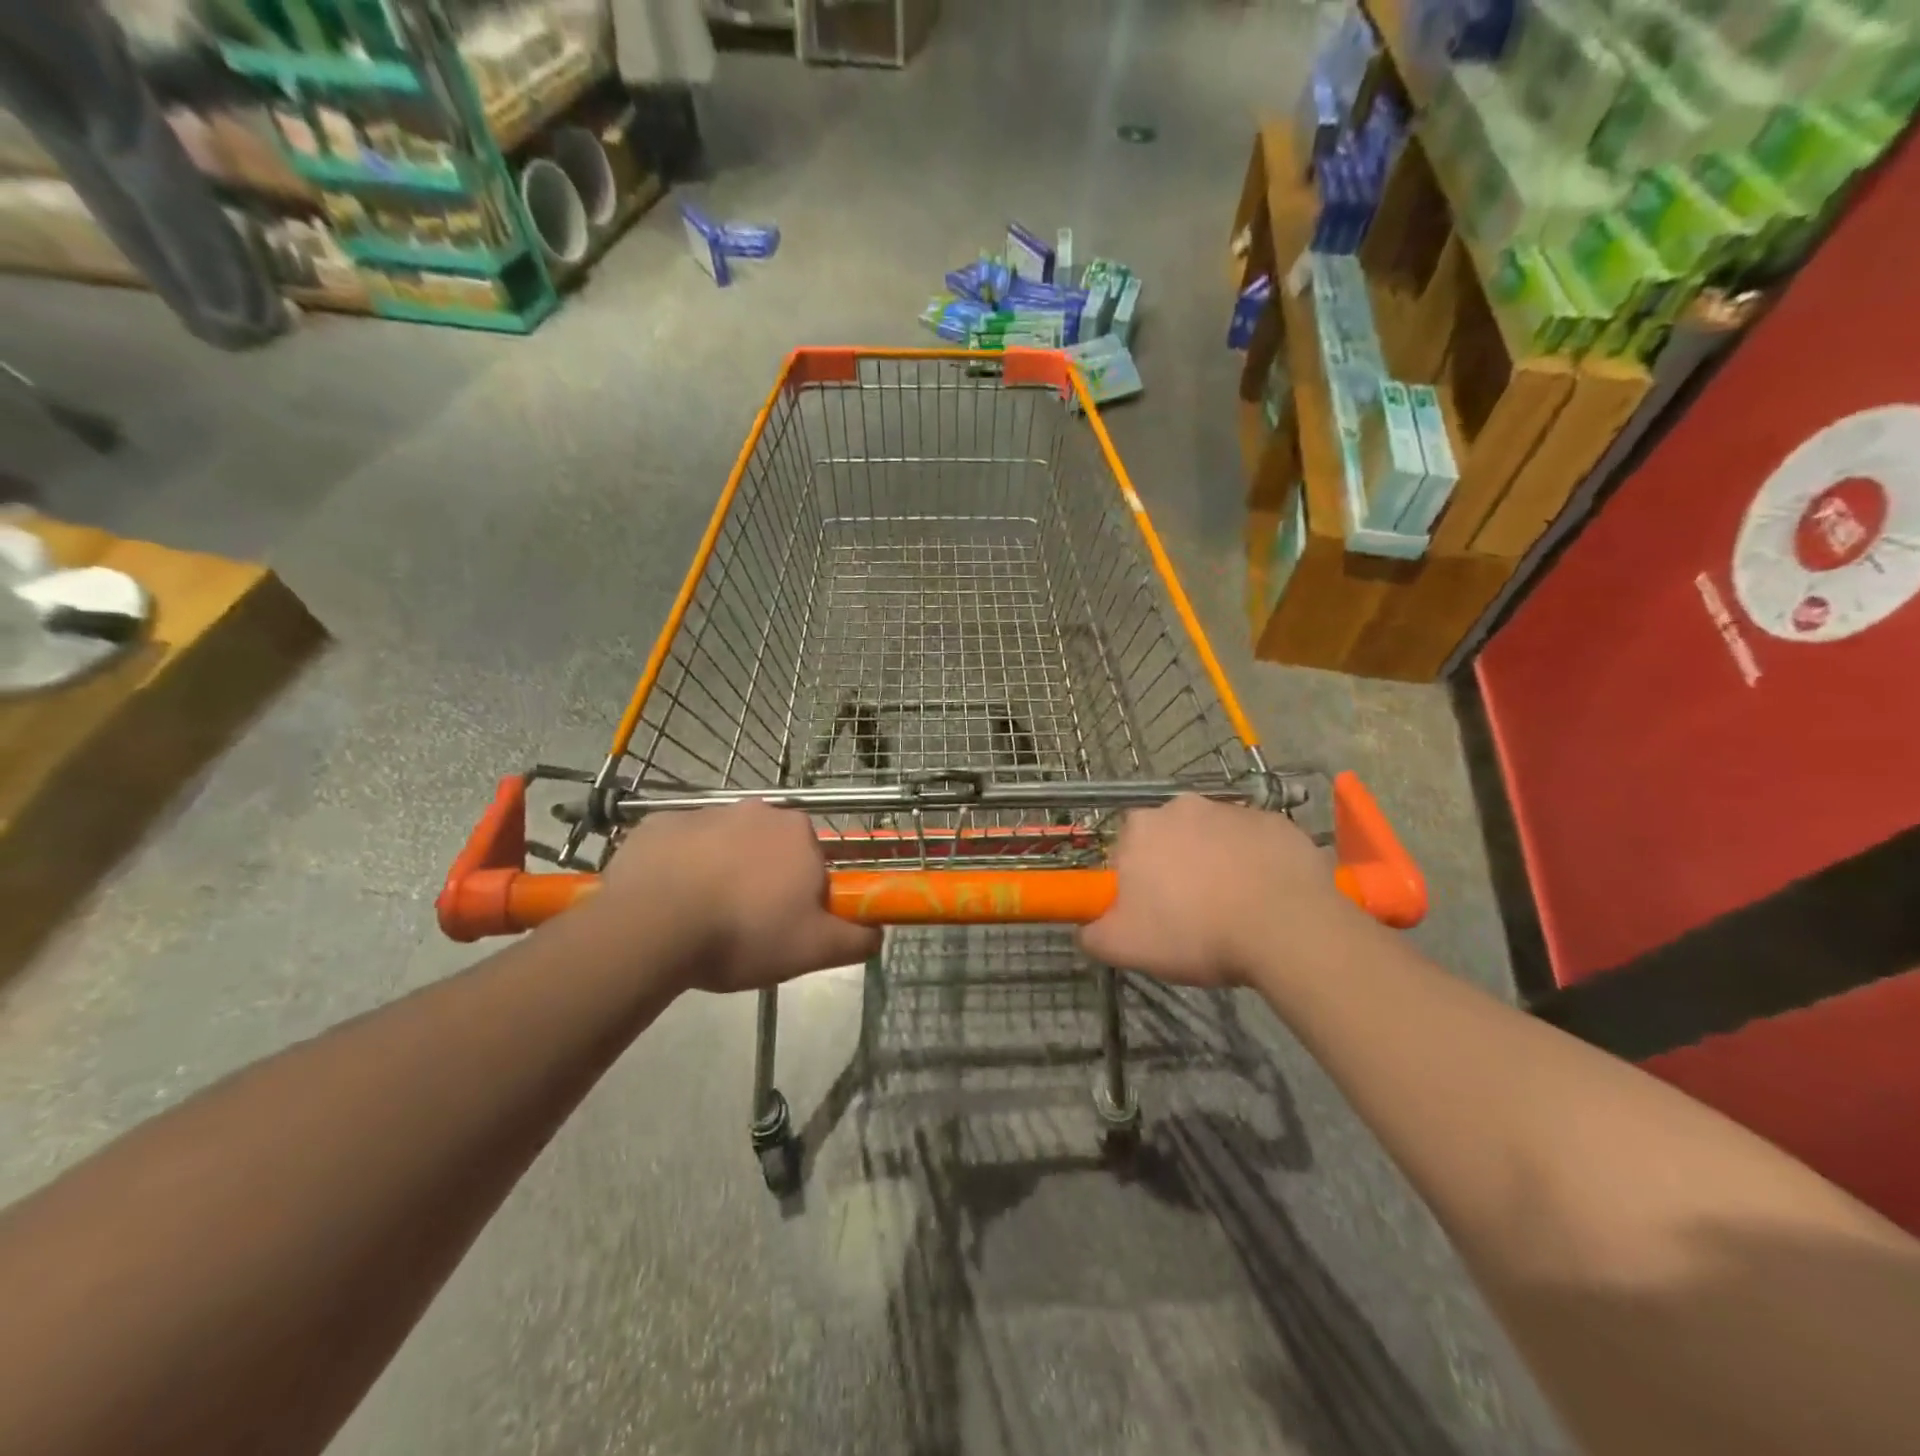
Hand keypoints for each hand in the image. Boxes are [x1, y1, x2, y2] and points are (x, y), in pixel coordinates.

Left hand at [592, 802, 881, 993]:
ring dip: (720, 871)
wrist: (653, 926)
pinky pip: (679, 846)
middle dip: (761, 879)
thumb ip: (856, 940)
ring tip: (700, 919)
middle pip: (768, 849)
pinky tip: (667, 901)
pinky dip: (678, 867)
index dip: (801, 895)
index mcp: (798, 833)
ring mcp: (704, 812)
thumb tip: (878, 933)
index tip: (783, 925)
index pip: (812, 862)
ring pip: (723, 845)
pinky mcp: (659, 823)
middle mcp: (756, 810)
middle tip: (743, 925)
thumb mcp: (813, 950)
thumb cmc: (744, 933)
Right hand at [1079, 796, 1370, 988]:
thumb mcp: (1126, 947)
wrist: (1287, 928)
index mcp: (1140, 828)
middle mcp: (1181, 806)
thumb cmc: (1196, 932)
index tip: (1151, 913)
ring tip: (1232, 909)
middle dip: (1174, 868)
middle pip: (1169, 839)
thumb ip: (1092, 935)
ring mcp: (1232, 810)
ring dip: (1216, 864)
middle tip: (1190, 913)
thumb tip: (1085, 929)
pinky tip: (1265, 897)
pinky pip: (1254, 842)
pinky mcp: (1276, 822)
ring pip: (1213, 839)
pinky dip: (1255, 863)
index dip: (1134, 882)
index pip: (1124, 850)